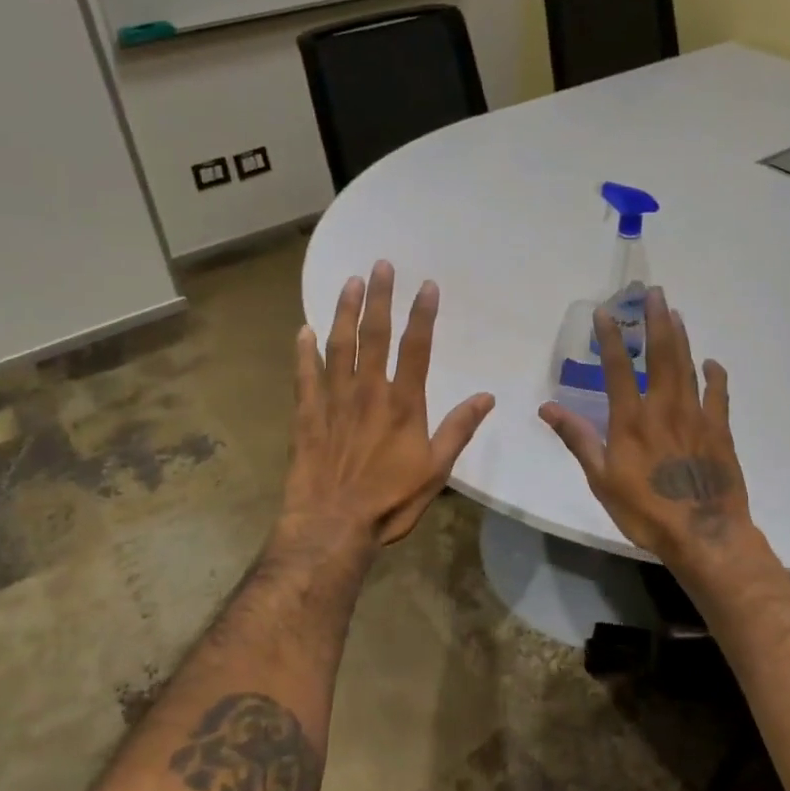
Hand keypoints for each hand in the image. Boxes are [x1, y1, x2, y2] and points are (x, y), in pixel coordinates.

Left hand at [285, 261, 494, 548]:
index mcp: (403, 403)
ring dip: (344, 311)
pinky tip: (302, 329)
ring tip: (350, 282)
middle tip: (381, 264)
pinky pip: (304, 375)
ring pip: (338, 345)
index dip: (422, 314)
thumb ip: (458, 429)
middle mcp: (367, 392)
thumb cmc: (390, 500)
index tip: (426, 285)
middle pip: (374, 335)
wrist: (333, 526)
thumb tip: (486, 397)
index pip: (416, 347)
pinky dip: (303, 351)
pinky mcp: (307, 415)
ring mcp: (333, 400)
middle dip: (380, 297)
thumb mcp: (436, 470)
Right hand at [538, 288, 756, 565]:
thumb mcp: (602, 479)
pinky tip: (711, 362)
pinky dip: (715, 376)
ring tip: (675, 313)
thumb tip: (547, 408)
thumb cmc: (645, 511)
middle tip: (655, 293)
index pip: (619, 369)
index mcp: (631, 420)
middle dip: (656, 322)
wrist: (703, 534)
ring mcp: (696, 417)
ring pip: (688, 367)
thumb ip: (578, 439)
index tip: (606, 312)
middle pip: (662, 355)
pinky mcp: (719, 431)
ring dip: (681, 338)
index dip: (612, 338)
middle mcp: (664, 408)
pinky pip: (718, 395)